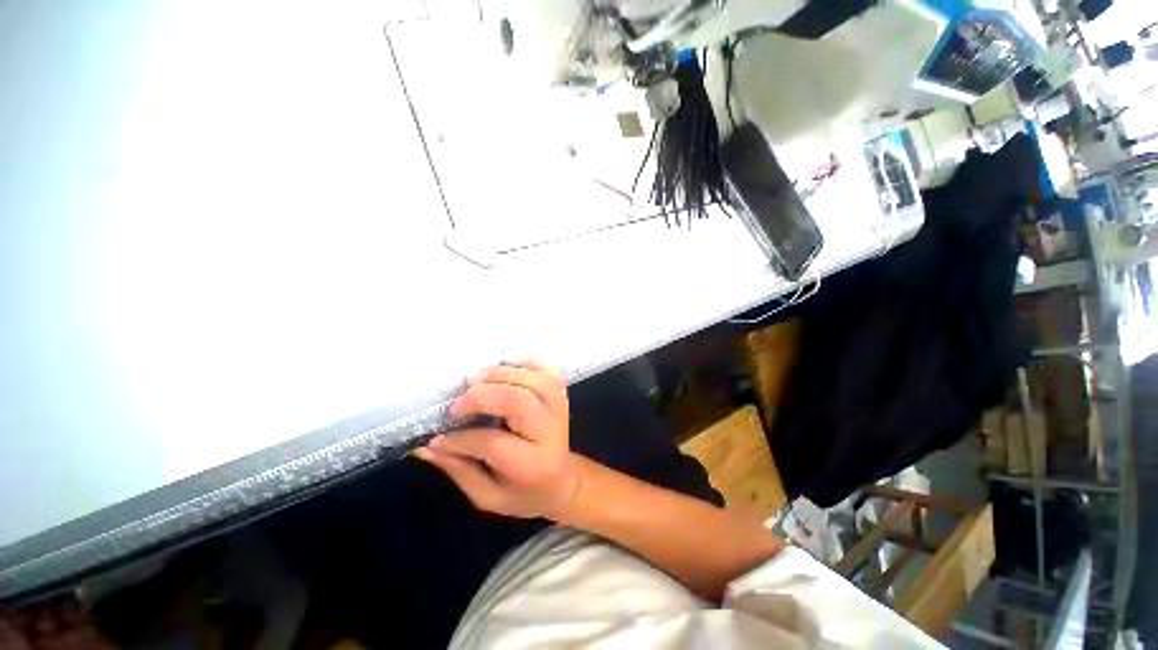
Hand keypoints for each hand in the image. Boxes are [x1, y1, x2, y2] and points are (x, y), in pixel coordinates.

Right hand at [414, 360, 578, 519]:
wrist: (562, 481)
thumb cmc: (523, 493)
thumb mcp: (488, 496)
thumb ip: (459, 470)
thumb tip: (425, 446)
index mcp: (531, 465)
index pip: (492, 442)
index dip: (459, 439)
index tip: (437, 437)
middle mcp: (550, 432)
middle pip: (517, 400)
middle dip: (481, 396)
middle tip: (457, 406)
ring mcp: (560, 408)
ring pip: (532, 379)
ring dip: (500, 375)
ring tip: (477, 385)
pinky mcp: (562, 395)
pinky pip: (547, 370)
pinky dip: (525, 364)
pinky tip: (506, 370)